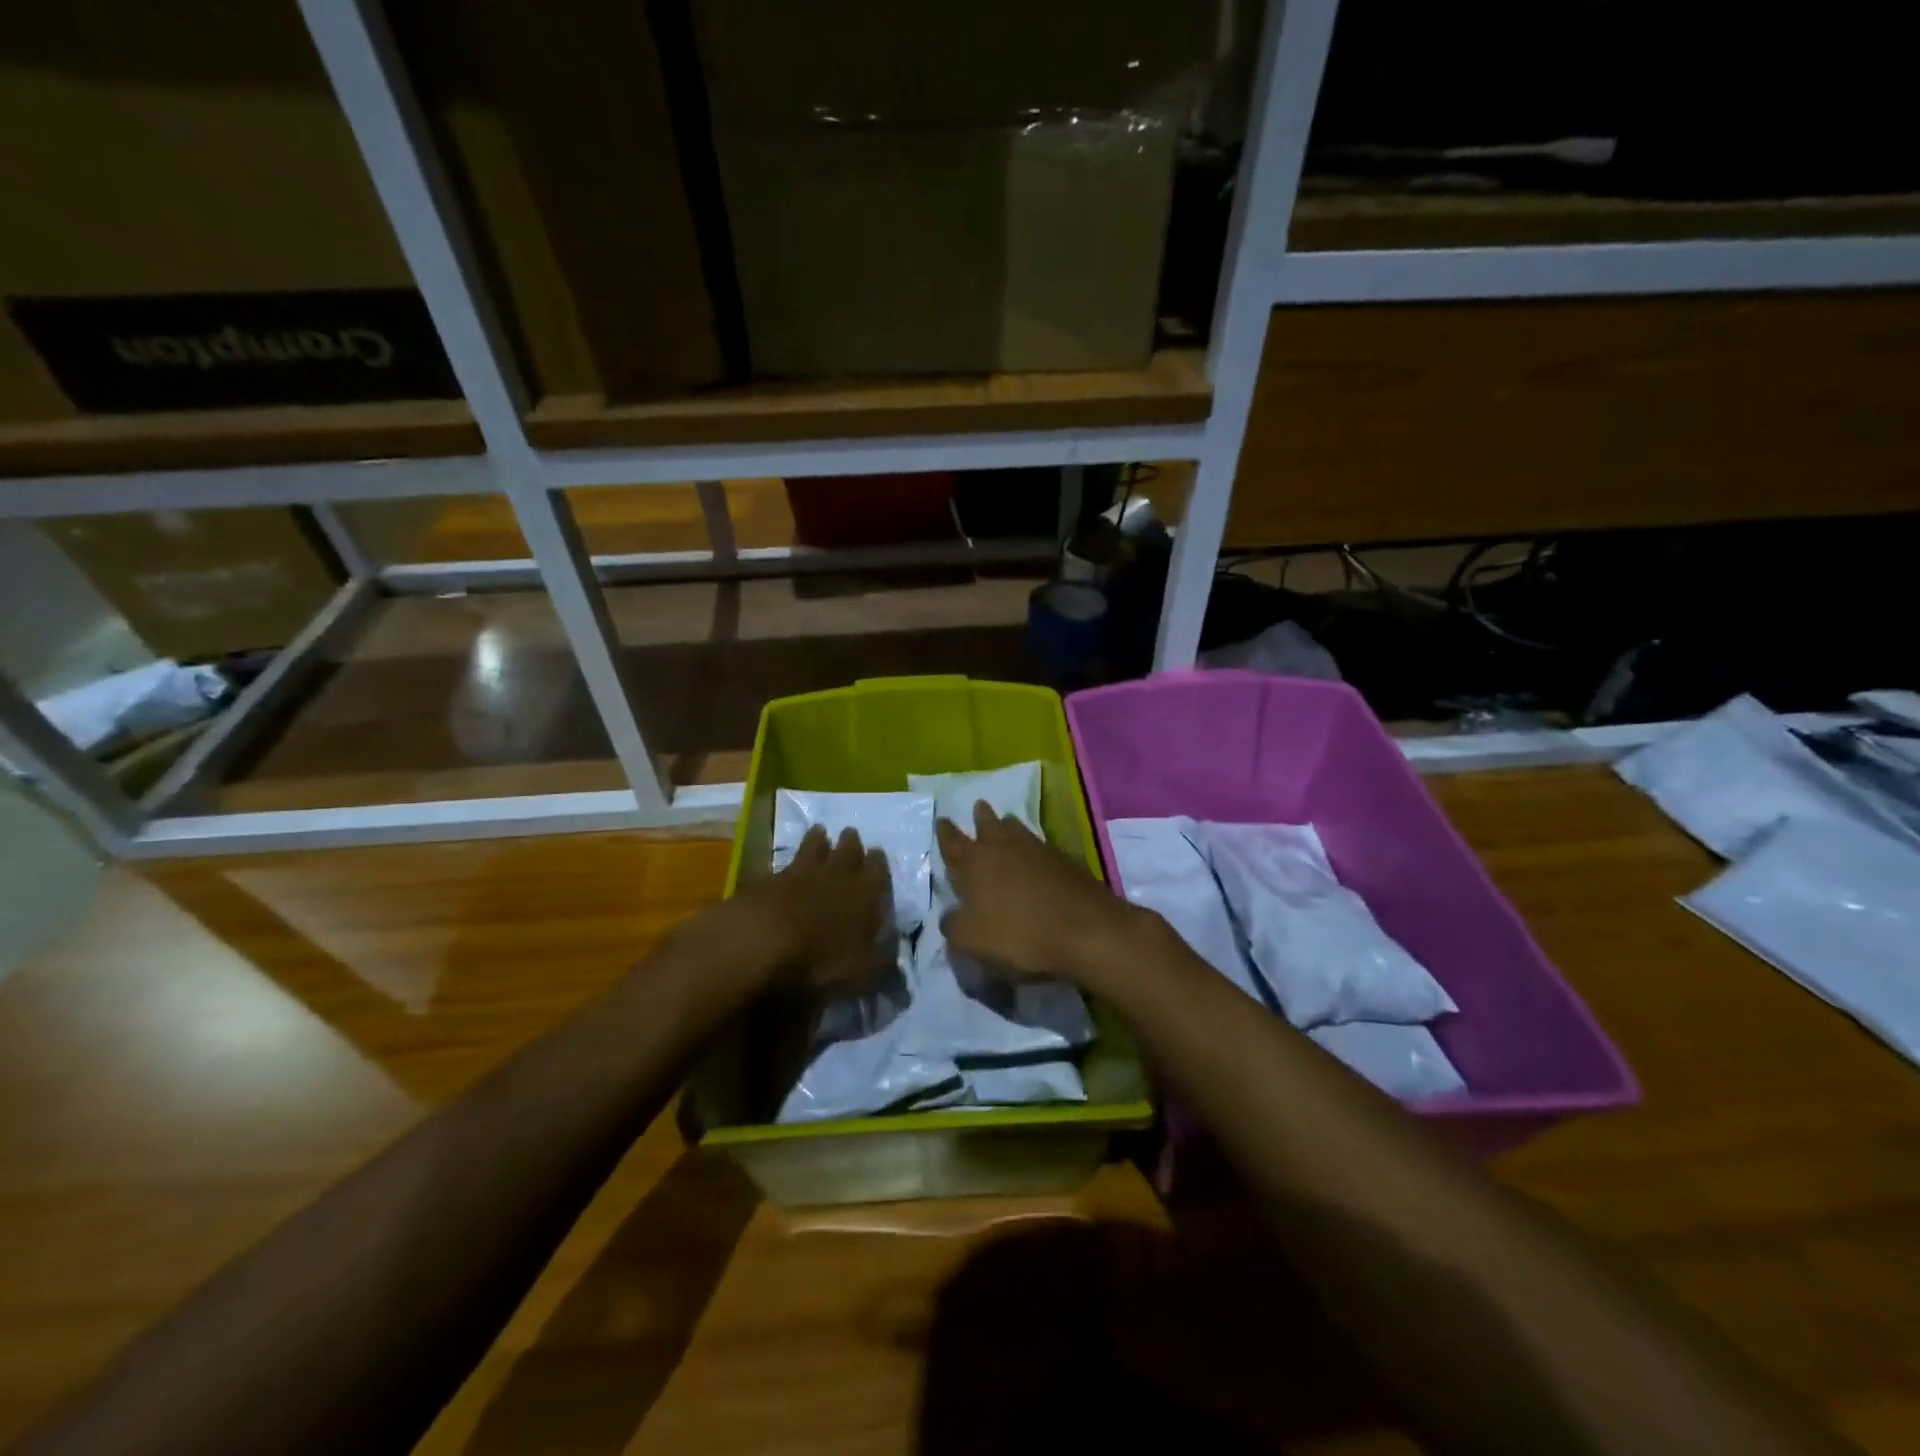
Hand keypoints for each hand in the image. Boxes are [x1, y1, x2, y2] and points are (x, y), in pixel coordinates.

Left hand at [736, 825, 892, 997]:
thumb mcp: (864, 972)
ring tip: (820, 832)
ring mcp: (799, 874)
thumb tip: (892, 947)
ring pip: (813, 849)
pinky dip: (787, 864)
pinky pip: (782, 865)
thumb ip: (881, 957)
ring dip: (818, 840)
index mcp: (865, 893)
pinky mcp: (766, 881)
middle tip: (851, 833)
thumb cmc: (822, 961)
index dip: (878, 862)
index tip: (878, 853)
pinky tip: (784, 865)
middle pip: (847, 851)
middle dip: (851, 843)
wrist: (761, 944)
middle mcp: (836, 876)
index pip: (878, 870)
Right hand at [936, 803, 1143, 986]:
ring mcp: (1038, 850)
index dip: (946, 833)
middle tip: (978, 806)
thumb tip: (949, 916)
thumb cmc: (1020, 934)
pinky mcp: (1065, 860)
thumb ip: (954, 926)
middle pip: (988, 825)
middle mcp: (1004, 848)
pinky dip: (1032, 846)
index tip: (942, 820)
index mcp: (976, 863)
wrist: (1085, 929)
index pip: (954, 843)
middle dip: (980, 817)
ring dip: (1007, 824)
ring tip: (1005, 821)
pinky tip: (1035, 853)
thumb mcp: (973, 940)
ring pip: (1017, 830)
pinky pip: (1040, 845)